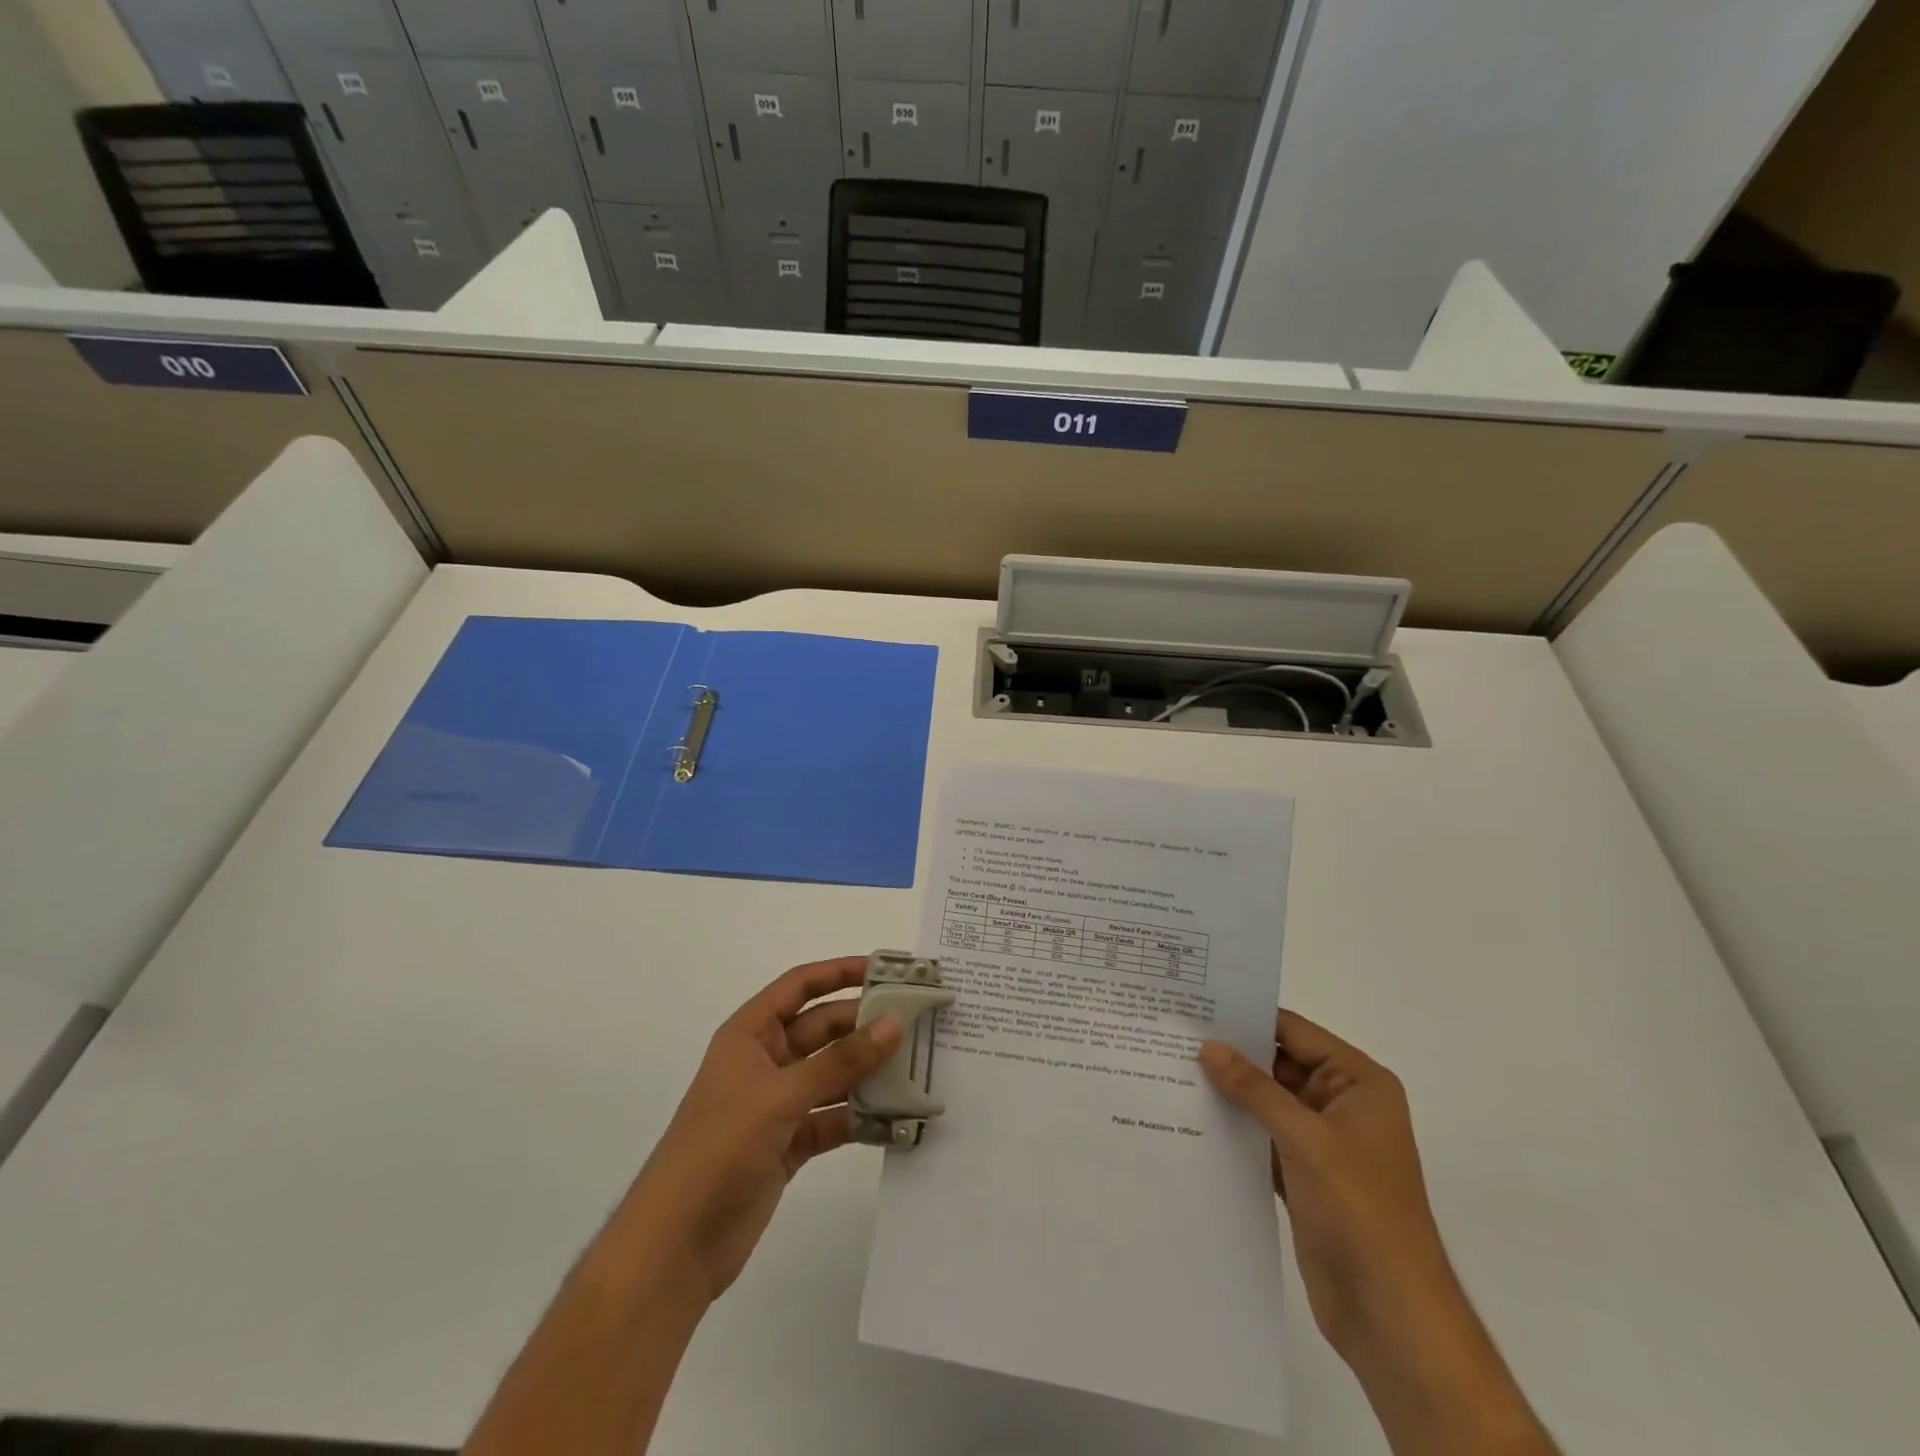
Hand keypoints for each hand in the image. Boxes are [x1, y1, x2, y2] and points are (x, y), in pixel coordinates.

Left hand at [623, 957, 901, 1303]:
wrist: (676, 1245)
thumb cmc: (720, 1148)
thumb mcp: (781, 1095)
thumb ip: (840, 1061)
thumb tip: (893, 1023)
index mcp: (750, 1035)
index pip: (800, 986)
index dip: (839, 972)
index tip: (886, 970)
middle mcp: (766, 1061)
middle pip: (822, 1029)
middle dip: (864, 1025)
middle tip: (916, 1021)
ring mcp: (778, 1104)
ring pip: (832, 1074)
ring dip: (868, 1072)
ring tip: (916, 1066)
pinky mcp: (789, 1143)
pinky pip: (833, 1117)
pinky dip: (860, 1117)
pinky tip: (895, 1118)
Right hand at [1202, 1015, 1556, 1455]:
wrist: (1392, 1315)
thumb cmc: (1361, 1210)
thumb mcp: (1307, 1139)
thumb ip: (1255, 1089)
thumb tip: (1207, 1047)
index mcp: (1359, 1083)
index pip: (1295, 1032)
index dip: (1247, 1017)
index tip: (1196, 1004)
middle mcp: (1340, 1104)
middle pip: (1277, 1064)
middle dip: (1231, 1054)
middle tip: (1173, 1034)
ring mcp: (1321, 1141)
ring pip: (1265, 1101)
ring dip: (1228, 1091)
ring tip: (1171, 1068)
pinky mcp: (1302, 1174)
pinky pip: (1261, 1135)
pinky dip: (1233, 1127)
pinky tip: (1190, 1115)